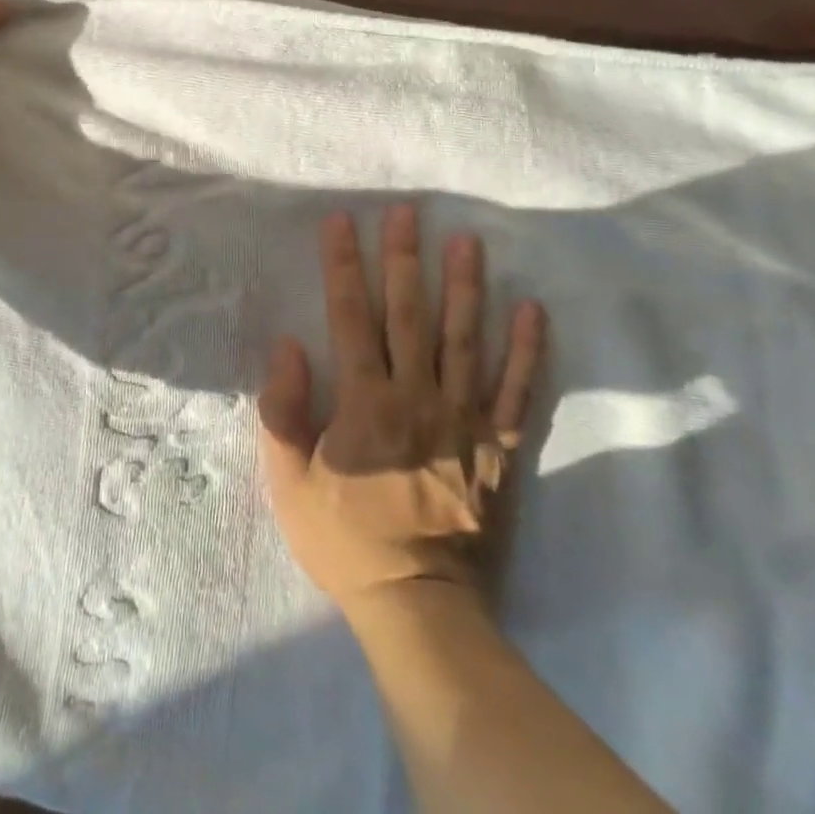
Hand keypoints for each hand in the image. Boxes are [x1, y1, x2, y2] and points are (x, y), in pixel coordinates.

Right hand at [258, 204, 544, 612]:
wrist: (420, 604)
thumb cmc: (345, 540)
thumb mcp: (290, 482)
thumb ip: (283, 411)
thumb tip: (288, 344)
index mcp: (364, 402)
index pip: (351, 317)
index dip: (344, 266)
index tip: (342, 221)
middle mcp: (416, 396)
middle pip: (409, 314)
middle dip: (404, 258)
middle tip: (407, 211)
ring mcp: (462, 418)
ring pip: (465, 339)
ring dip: (465, 286)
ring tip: (467, 240)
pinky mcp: (497, 445)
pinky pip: (514, 390)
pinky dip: (526, 349)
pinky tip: (532, 309)